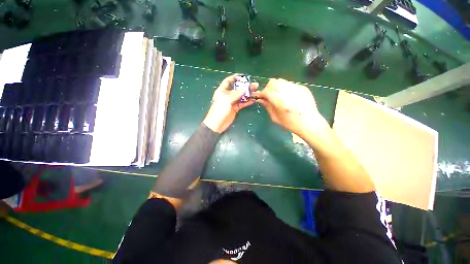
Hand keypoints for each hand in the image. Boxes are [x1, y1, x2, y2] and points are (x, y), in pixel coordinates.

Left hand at [203, 74, 258, 132]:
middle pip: (237, 89)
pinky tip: (253, 100)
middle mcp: (227, 95)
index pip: (228, 81)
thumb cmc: (219, 110)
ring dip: (248, 94)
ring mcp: (232, 102)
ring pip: (241, 97)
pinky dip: (247, 102)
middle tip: (255, 85)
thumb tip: (245, 89)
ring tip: (257, 92)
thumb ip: (236, 94)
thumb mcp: (226, 100)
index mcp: (222, 91)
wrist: (217, 124)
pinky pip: (242, 104)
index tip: (243, 76)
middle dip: (246, 87)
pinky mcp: (235, 109)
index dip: (234, 78)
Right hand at [252, 78, 327, 137]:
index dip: (261, 93)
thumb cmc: (290, 123)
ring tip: (277, 95)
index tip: (259, 96)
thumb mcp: (275, 117)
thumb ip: (267, 106)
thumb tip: (260, 99)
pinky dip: (284, 88)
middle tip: (268, 95)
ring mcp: (296, 88)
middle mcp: (288, 92)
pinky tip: (287, 96)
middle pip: (273, 82)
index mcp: (280, 102)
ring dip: (275, 86)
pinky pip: (289, 83)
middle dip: (267, 88)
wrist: (309, 123)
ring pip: (281, 81)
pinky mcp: (302, 87)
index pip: (267, 91)